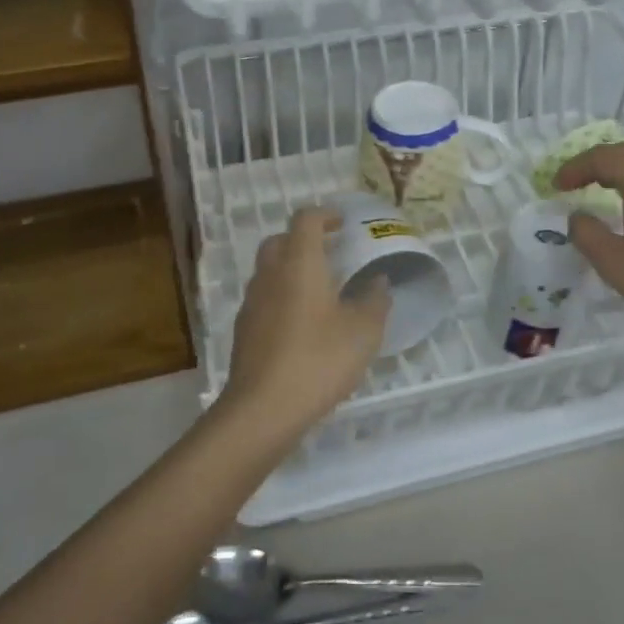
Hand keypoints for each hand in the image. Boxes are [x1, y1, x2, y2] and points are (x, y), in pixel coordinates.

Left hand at [222, 207, 390, 440]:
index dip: (325, 214)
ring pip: (269, 270)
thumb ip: (375, 301)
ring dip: (291, 269)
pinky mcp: (244, 329)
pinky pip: (264, 298)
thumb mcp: (362, 332)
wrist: (262, 408)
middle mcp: (270, 274)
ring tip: (321, 291)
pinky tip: (302, 325)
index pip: (306, 219)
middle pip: (281, 240)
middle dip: (304, 240)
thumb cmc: (318, 359)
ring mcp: (252, 302)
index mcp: (299, 263)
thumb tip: (379, 282)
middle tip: (331, 254)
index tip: (343, 223)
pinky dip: (282, 297)